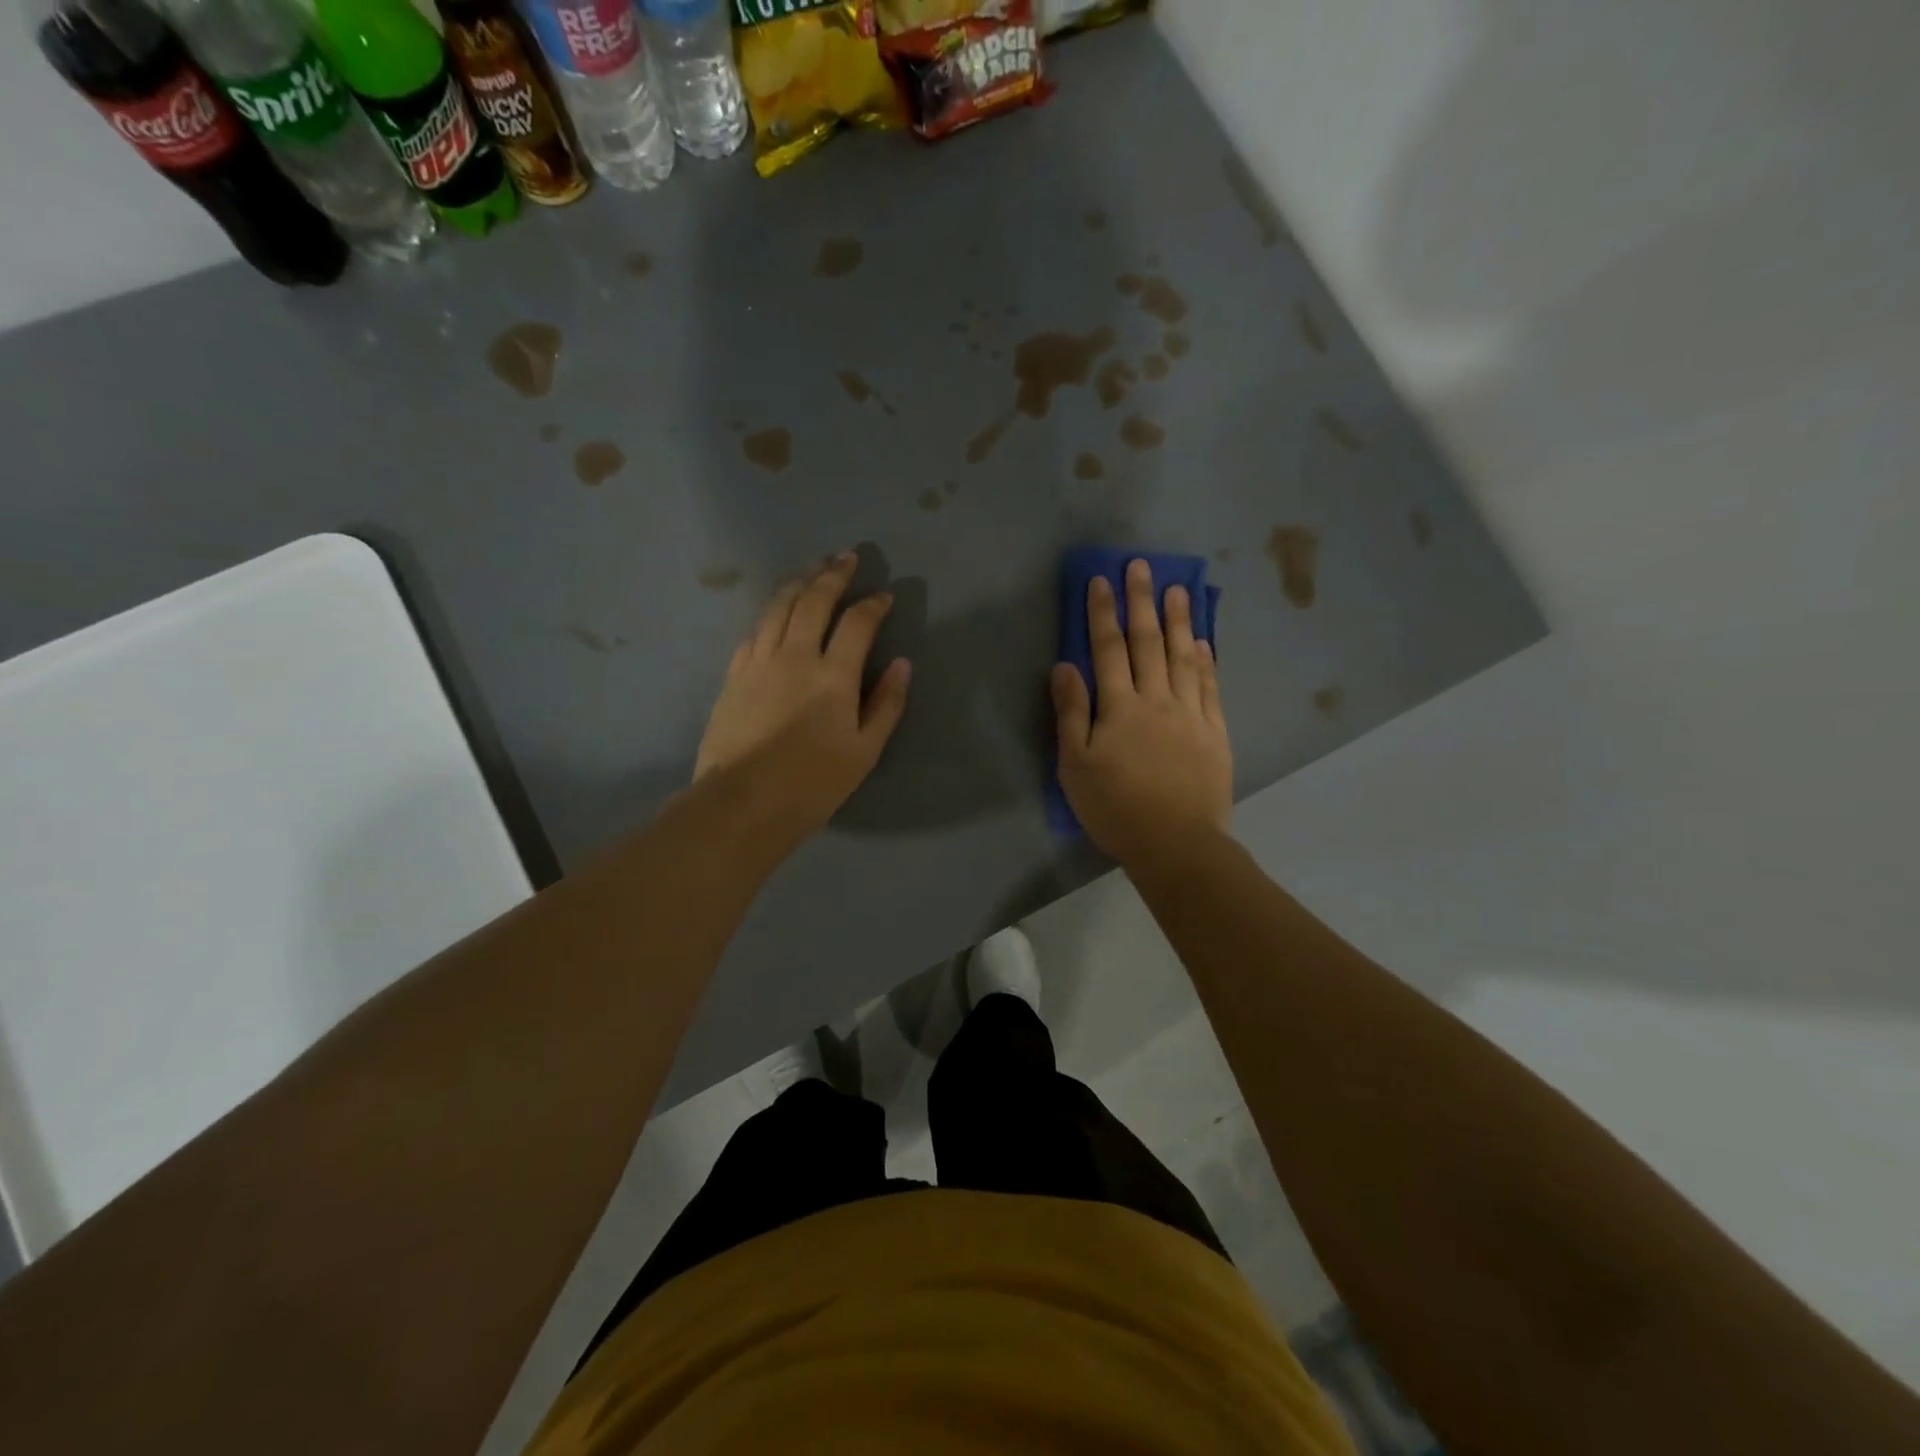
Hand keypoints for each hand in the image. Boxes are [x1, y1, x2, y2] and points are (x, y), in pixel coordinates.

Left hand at [694, 554, 910, 846]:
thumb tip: (902, 664)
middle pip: (814, 600)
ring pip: (778, 607)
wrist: (743, 803)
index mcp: (833, 675)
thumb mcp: (865, 751)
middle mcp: (795, 655)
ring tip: (811, 569)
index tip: (885, 596)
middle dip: (833, 575)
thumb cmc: (813, 783)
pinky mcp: (734, 675)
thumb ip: (887, 704)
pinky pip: (754, 630)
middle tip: (846, 558)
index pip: (858, 623)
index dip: (874, 605)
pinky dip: (771, 613)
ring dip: (798, 582)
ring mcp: (759, 662)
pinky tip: (775, 611)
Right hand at [1052, 559, 1232, 869]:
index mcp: (1119, 708)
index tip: (1101, 581)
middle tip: (1141, 566)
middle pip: (1148, 643)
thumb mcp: (1076, 766)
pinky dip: (1206, 661)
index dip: (1103, 613)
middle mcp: (1156, 700)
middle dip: (1141, 602)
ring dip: (1178, 621)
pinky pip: (1210, 688)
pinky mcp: (1215, 732)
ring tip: (1177, 589)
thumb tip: (1065, 666)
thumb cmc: (1116, 808)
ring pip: (1183, 657)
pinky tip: (1203, 642)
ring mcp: (1191, 714)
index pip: (1108, 649)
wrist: (1177, 844)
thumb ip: (1071, 713)